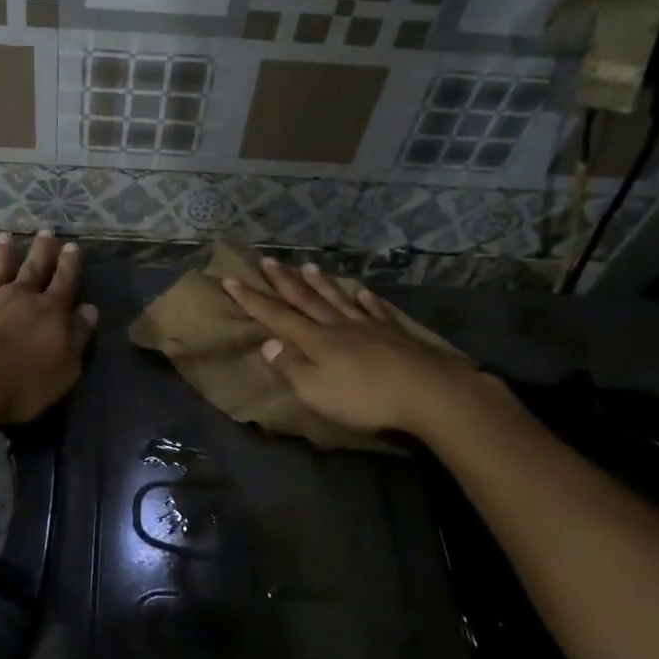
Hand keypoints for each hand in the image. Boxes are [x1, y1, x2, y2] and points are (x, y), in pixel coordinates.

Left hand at [0, 232, 97, 426]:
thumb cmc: (21, 385)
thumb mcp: (64, 369)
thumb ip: (78, 337)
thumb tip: (89, 310)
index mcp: (49, 312)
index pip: (65, 282)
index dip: (70, 264)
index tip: (72, 246)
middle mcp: (18, 297)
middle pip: (33, 269)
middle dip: (42, 250)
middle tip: (46, 232)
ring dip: (2, 253)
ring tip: (6, 237)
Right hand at [221, 258, 486, 437]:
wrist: (427, 392)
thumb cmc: (365, 398)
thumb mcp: (316, 391)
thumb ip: (291, 367)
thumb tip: (267, 343)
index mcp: (316, 341)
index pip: (276, 316)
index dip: (252, 300)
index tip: (231, 280)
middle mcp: (338, 326)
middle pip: (306, 300)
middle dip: (284, 281)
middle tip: (268, 260)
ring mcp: (369, 327)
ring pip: (338, 299)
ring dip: (321, 284)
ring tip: (309, 266)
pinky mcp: (396, 334)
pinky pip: (375, 310)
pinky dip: (366, 300)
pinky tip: (362, 291)